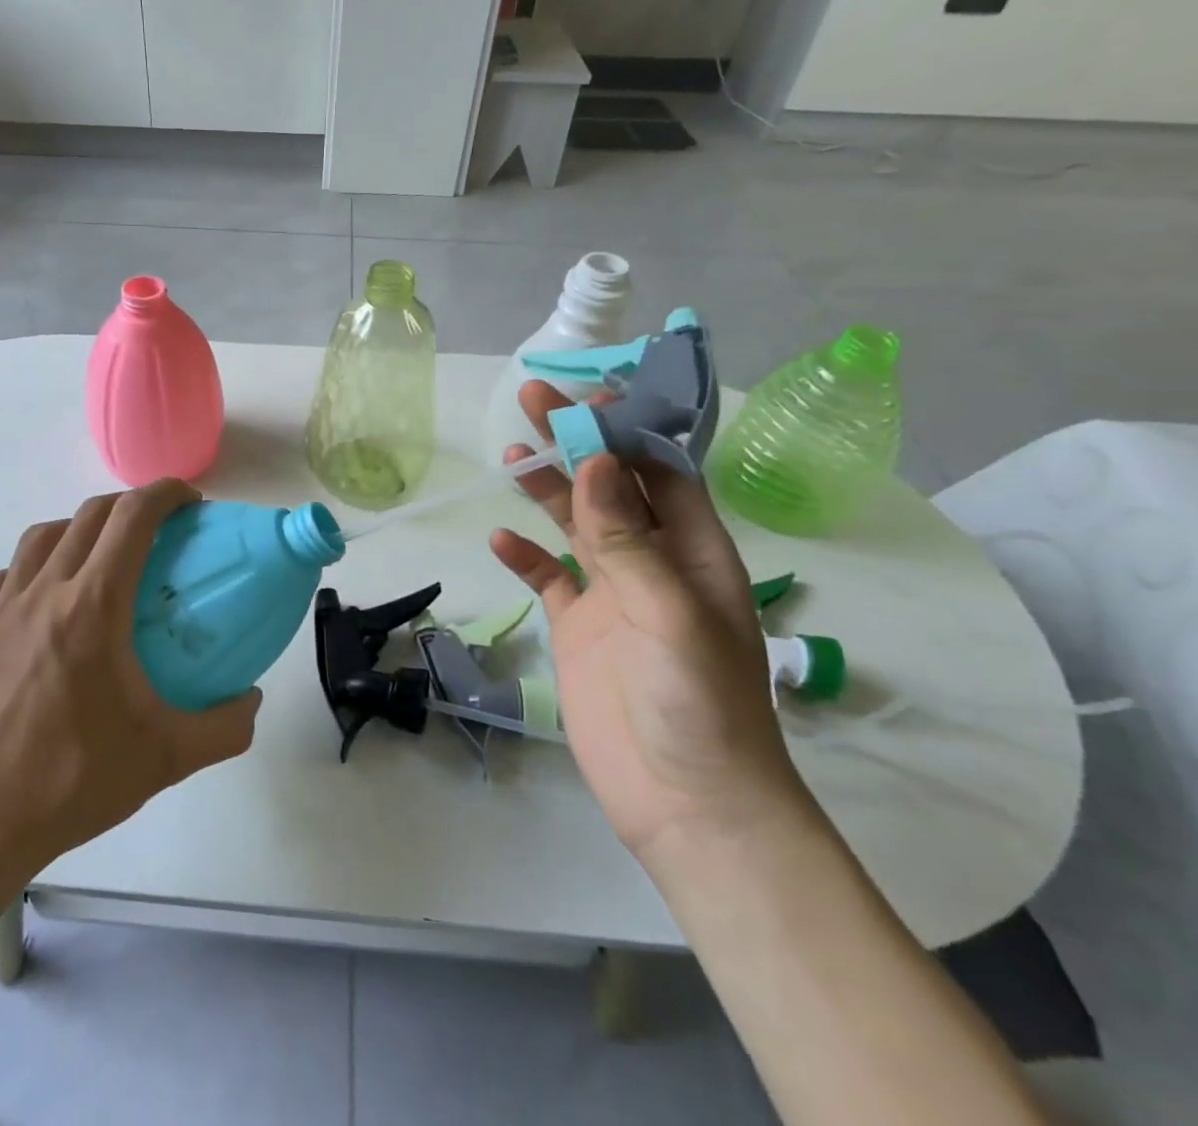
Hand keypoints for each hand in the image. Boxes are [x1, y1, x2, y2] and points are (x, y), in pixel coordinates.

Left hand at [0, 480, 260, 881]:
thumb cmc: (73, 780)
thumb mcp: (167, 758)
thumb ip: (225, 727)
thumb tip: (252, 700)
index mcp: (93, 606)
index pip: (131, 518)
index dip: (165, 494)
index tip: (191, 502)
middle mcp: (45, 591)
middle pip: (90, 515)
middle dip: (131, 506)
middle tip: (161, 531)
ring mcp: (3, 609)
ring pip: (42, 535)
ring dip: (80, 528)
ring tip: (104, 557)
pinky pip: (5, 574)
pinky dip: (32, 566)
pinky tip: (46, 597)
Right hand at [488, 381, 808, 864]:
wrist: (685, 804)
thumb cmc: (698, 706)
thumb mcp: (670, 614)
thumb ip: (629, 539)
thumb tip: (595, 462)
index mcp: (694, 553)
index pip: (661, 471)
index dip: (628, 428)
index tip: (588, 392)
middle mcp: (653, 563)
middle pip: (610, 486)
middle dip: (576, 441)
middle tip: (532, 399)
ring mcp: (613, 595)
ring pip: (576, 525)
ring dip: (546, 488)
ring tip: (510, 453)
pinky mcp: (579, 627)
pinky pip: (549, 578)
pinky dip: (525, 557)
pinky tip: (500, 541)